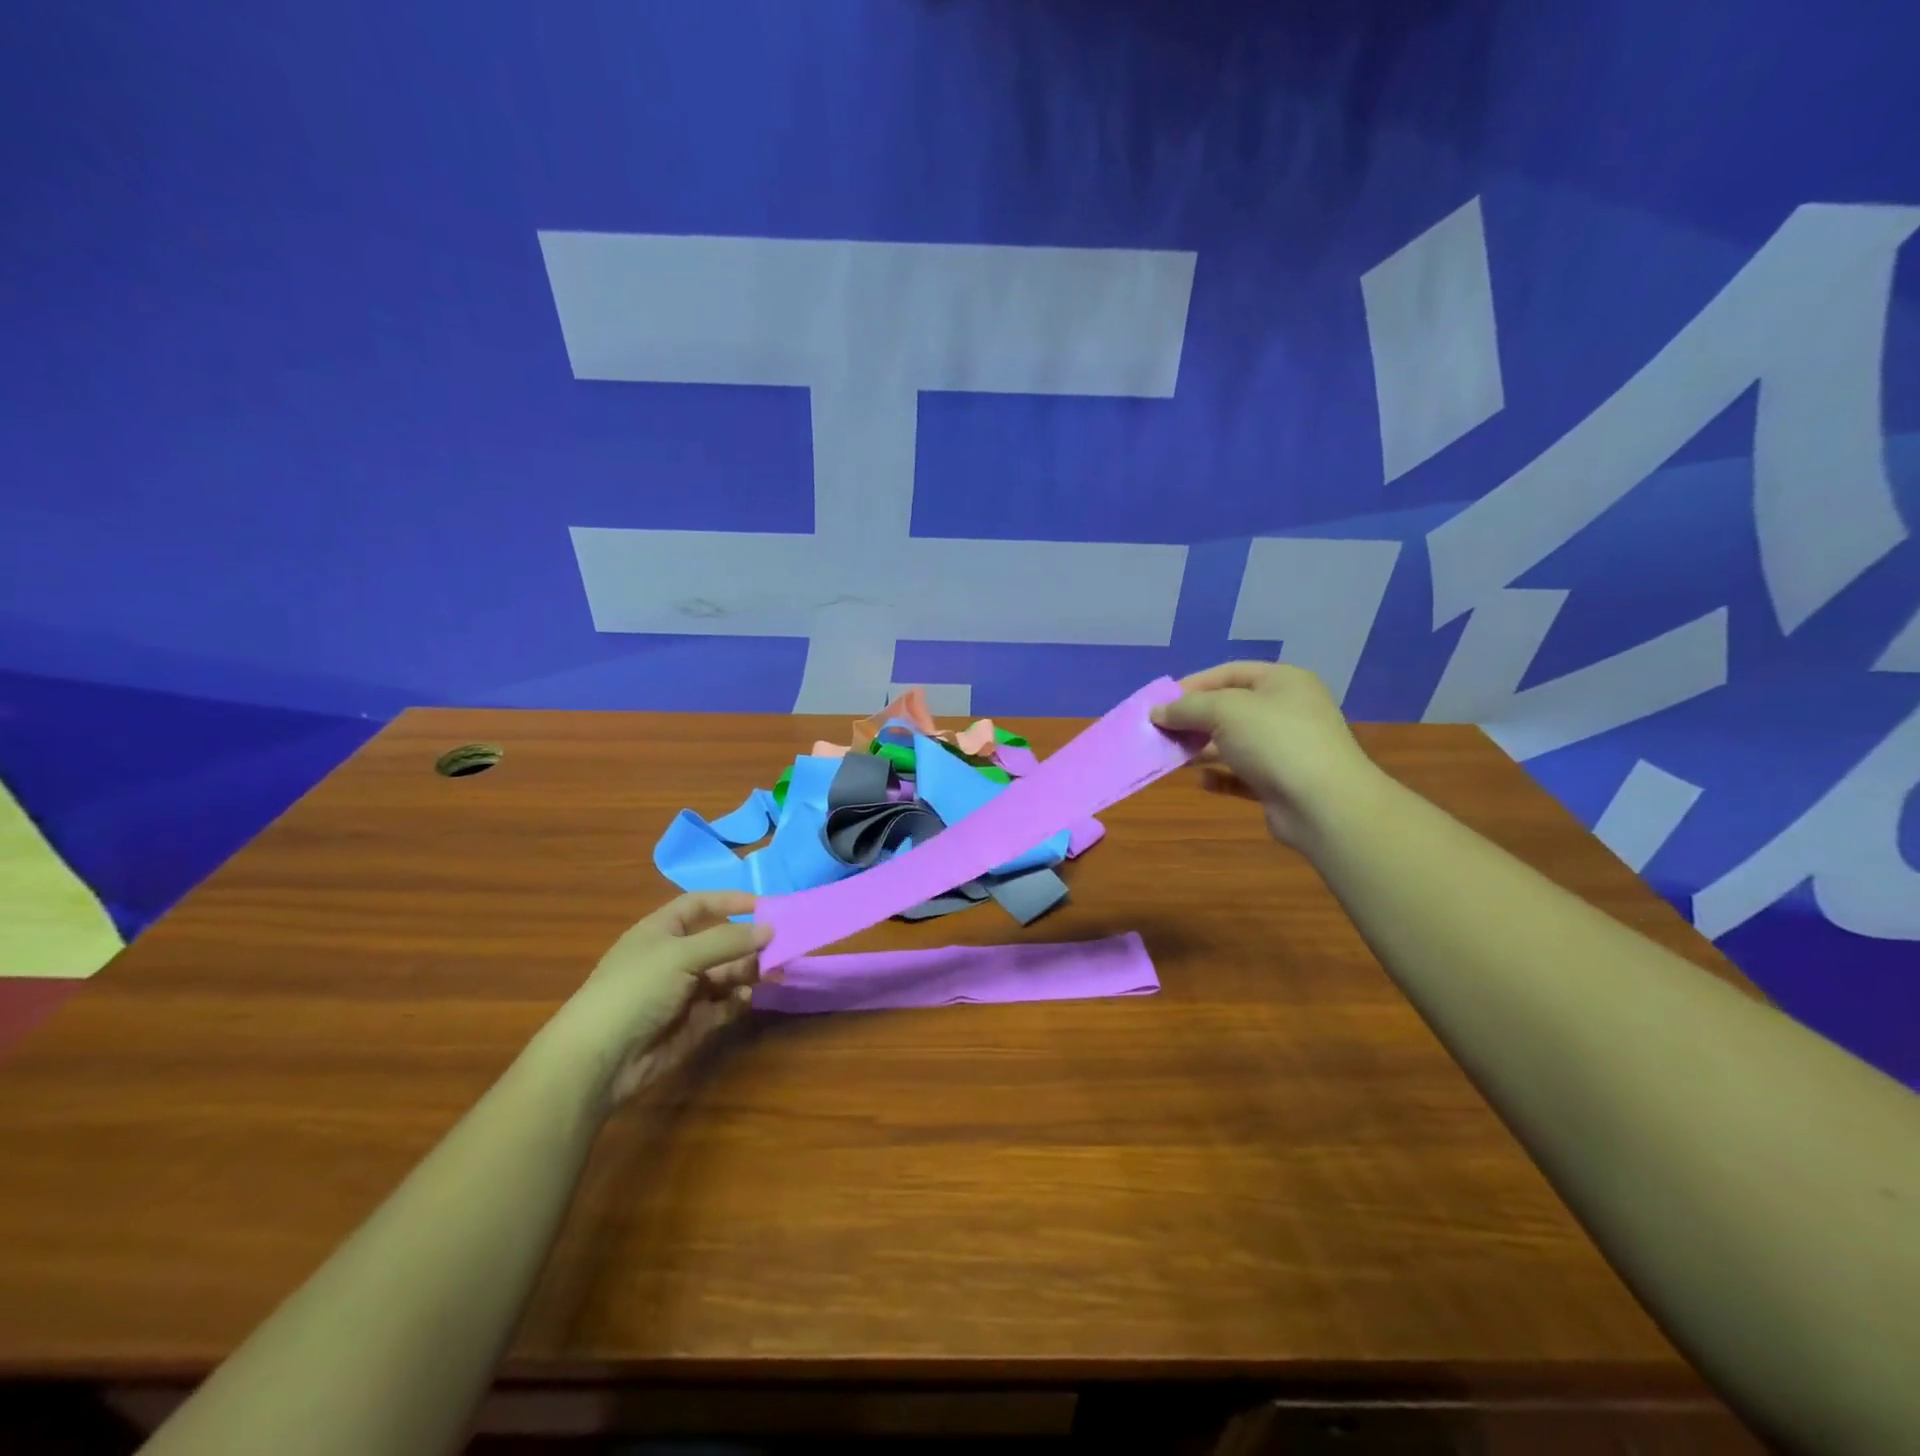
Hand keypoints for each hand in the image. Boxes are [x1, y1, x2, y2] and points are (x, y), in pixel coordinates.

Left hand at [559, 891, 770, 1106]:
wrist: (600, 1059)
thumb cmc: (635, 990)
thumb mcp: (680, 955)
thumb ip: (728, 941)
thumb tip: (770, 928)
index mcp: (662, 931)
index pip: (700, 905)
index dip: (730, 901)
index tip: (765, 905)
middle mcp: (674, 958)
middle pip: (721, 941)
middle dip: (749, 943)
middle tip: (781, 947)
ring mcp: (684, 992)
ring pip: (727, 974)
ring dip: (749, 971)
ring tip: (771, 973)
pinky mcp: (693, 1023)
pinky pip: (724, 1005)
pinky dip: (738, 1000)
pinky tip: (746, 999)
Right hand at [1151, 661, 1385, 849]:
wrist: (1323, 804)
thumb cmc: (1275, 741)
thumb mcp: (1224, 711)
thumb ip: (1186, 708)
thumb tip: (1157, 712)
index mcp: (1282, 682)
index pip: (1229, 673)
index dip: (1192, 685)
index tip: (1160, 703)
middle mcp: (1287, 710)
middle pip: (1230, 709)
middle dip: (1193, 720)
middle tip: (1161, 732)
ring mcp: (1286, 748)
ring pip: (1233, 743)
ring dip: (1201, 749)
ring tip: (1172, 757)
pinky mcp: (1280, 782)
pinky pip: (1242, 774)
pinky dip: (1220, 776)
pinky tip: (1202, 782)